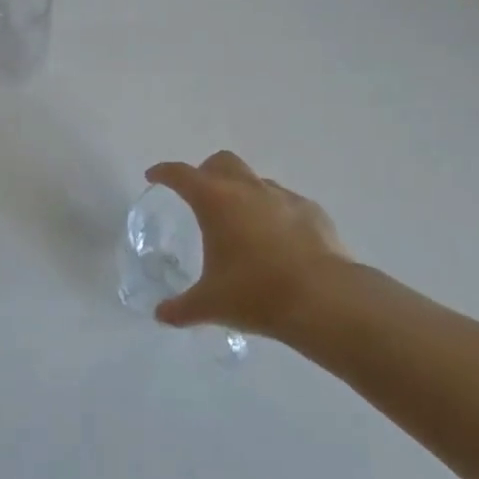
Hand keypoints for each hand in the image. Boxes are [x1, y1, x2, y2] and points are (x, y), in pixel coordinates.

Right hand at [145, 152, 362, 338]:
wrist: (324, 299)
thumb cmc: (256, 293)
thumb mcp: (210, 304)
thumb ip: (181, 308)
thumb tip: (161, 315)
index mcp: (215, 201)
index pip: (181, 175)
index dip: (165, 173)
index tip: (154, 176)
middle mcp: (248, 189)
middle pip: (222, 162)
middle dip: (206, 172)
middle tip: (200, 195)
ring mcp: (283, 197)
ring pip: (256, 180)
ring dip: (243, 192)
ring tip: (241, 223)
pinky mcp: (312, 211)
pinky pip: (285, 202)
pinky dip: (274, 212)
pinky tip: (277, 240)